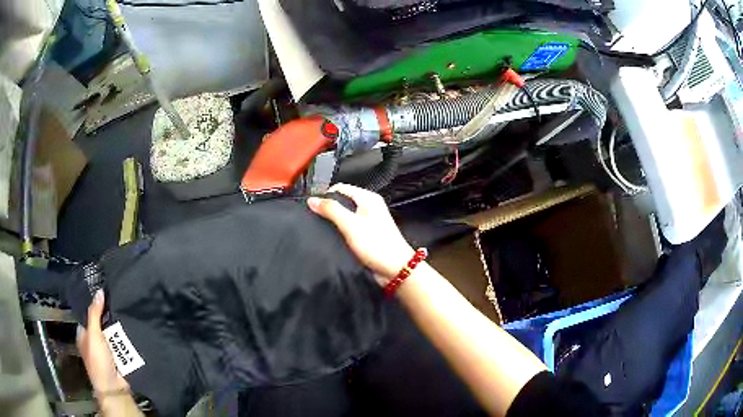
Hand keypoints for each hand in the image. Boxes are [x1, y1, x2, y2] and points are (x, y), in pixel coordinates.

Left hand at [77, 290, 129, 395]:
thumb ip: (95, 313)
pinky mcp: (117, 359)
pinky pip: (121, 345)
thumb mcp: (93, 333)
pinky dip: (124, 340)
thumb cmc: (98, 359)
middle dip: (107, 318)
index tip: (104, 295)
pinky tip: (130, 330)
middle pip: (100, 324)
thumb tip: (99, 291)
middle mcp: (93, 342)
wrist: (113, 386)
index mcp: (82, 335)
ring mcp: (105, 352)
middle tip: (117, 303)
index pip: (87, 316)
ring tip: (126, 313)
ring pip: (111, 335)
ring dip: (117, 329)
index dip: (93, 306)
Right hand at [308, 184, 414, 284]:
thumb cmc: (377, 245)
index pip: (340, 188)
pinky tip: (332, 239)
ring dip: (333, 223)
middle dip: (328, 210)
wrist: (395, 270)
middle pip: (342, 202)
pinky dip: (340, 232)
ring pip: (344, 216)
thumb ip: (331, 210)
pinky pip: (348, 229)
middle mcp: (369, 207)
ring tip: (321, 230)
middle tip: (315, 220)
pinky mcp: (366, 236)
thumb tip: (312, 200)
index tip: (312, 207)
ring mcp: (368, 222)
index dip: (325, 195)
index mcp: (368, 198)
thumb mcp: (350, 224)